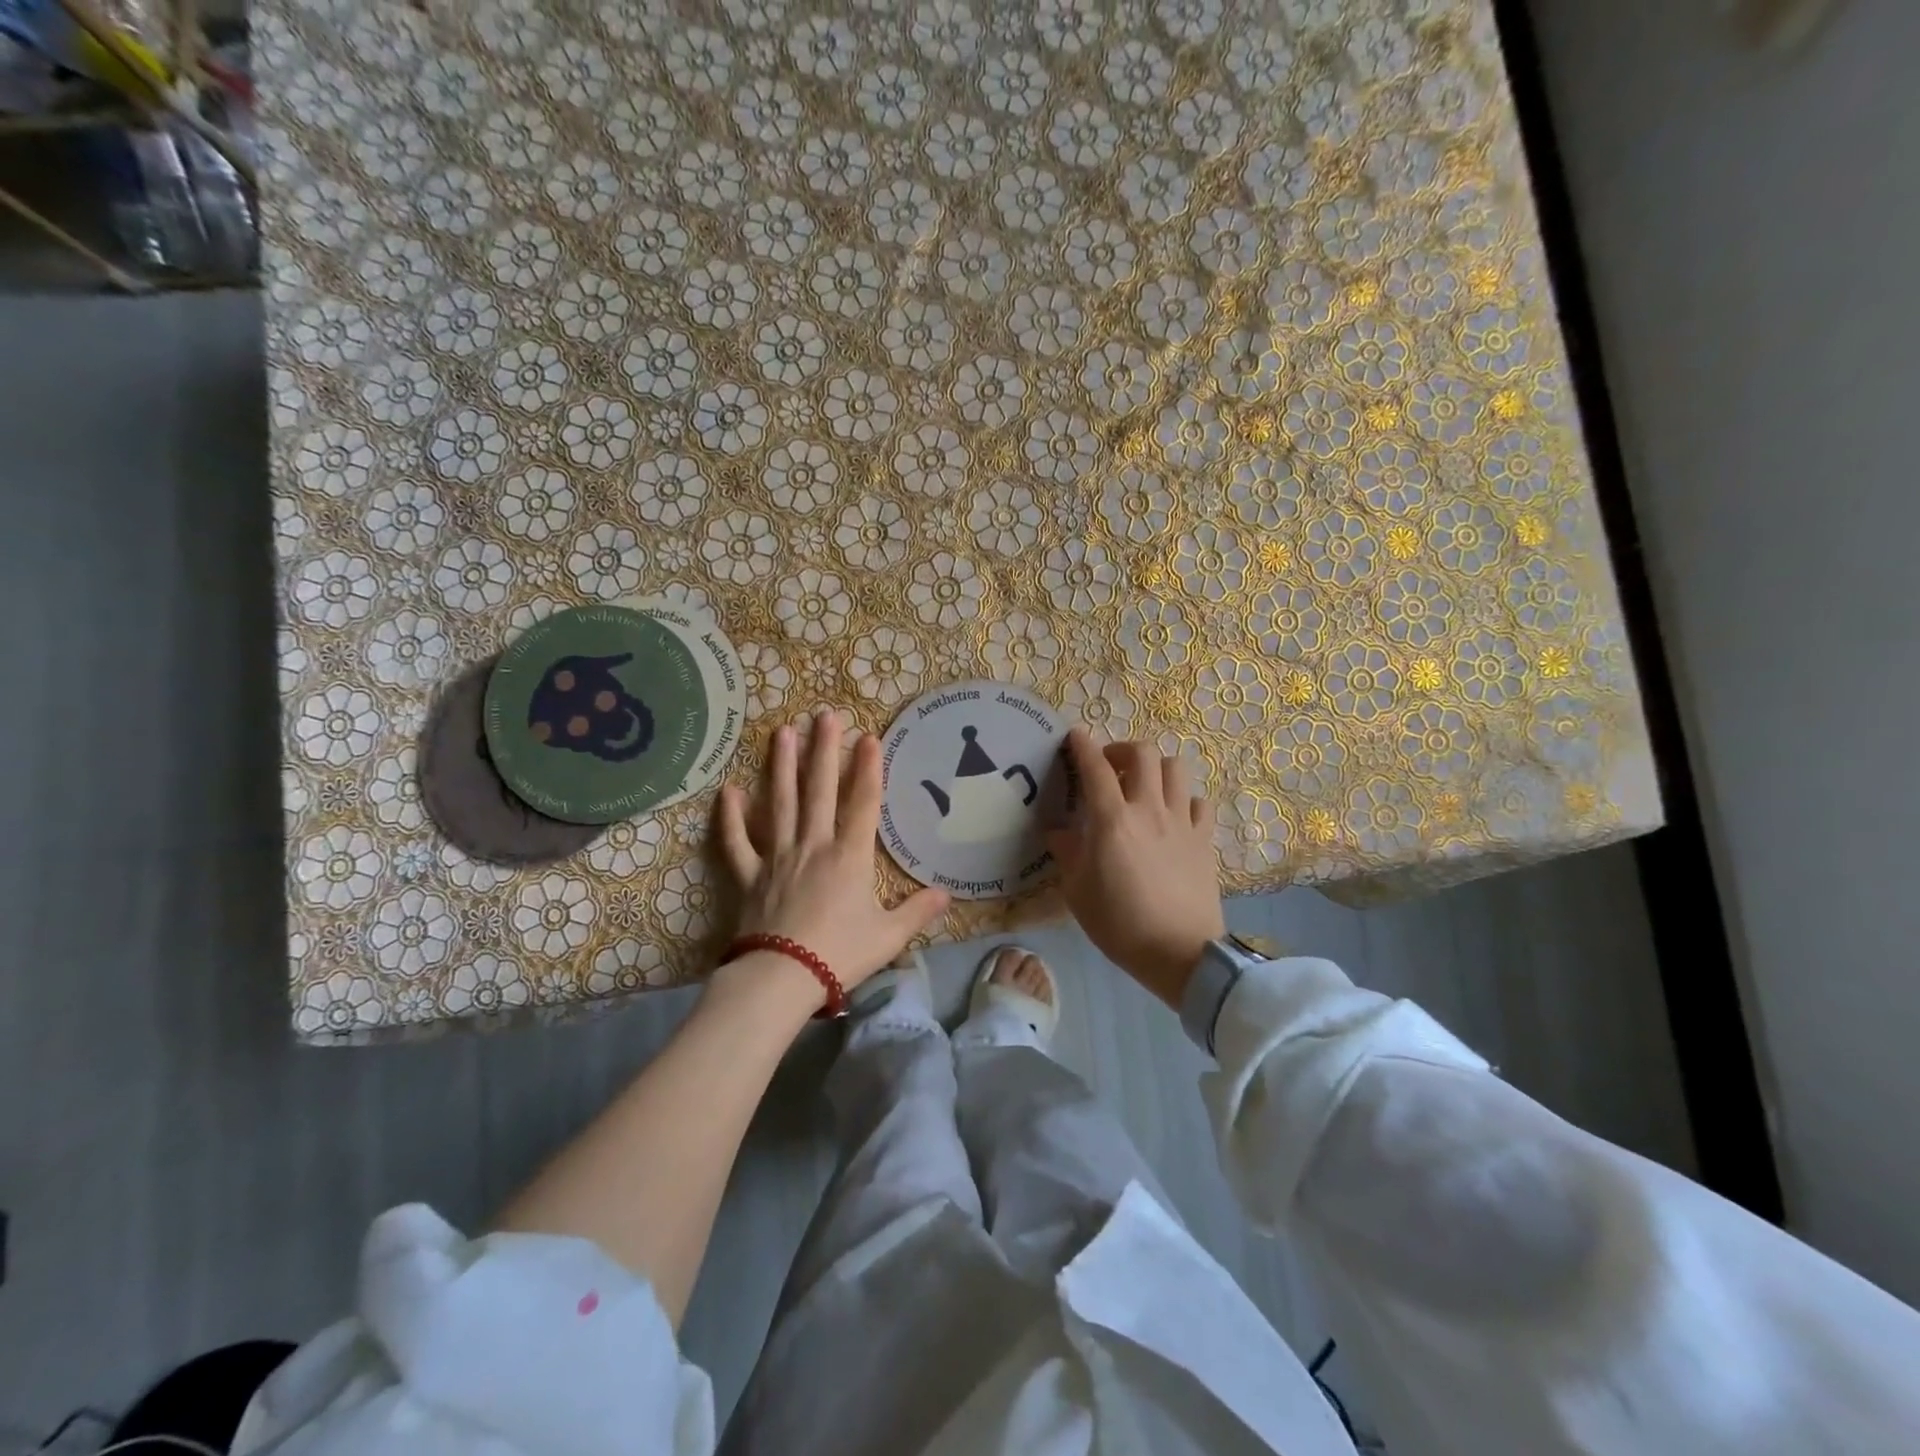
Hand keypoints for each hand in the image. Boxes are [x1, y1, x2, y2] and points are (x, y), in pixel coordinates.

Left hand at [714, 712, 949, 1009]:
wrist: (782, 977)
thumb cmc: (840, 954)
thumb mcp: (889, 936)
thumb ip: (918, 911)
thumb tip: (946, 895)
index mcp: (849, 856)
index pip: (863, 803)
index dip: (867, 768)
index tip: (868, 737)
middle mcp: (813, 845)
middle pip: (819, 790)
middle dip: (824, 750)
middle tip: (824, 715)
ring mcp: (778, 857)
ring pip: (780, 803)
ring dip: (781, 766)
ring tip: (782, 732)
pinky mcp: (750, 876)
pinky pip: (737, 842)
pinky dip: (731, 818)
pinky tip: (728, 791)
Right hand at [1047, 729, 1224, 1008]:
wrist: (1180, 953)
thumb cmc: (1120, 924)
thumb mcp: (1078, 892)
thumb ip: (1068, 853)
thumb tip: (1058, 831)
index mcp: (1113, 820)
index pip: (1095, 767)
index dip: (1082, 745)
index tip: (1074, 737)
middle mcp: (1149, 809)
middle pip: (1143, 753)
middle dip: (1121, 750)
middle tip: (1109, 767)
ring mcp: (1182, 821)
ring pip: (1175, 768)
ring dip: (1155, 768)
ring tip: (1143, 786)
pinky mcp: (1205, 839)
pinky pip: (1198, 801)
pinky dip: (1183, 799)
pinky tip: (1173, 816)